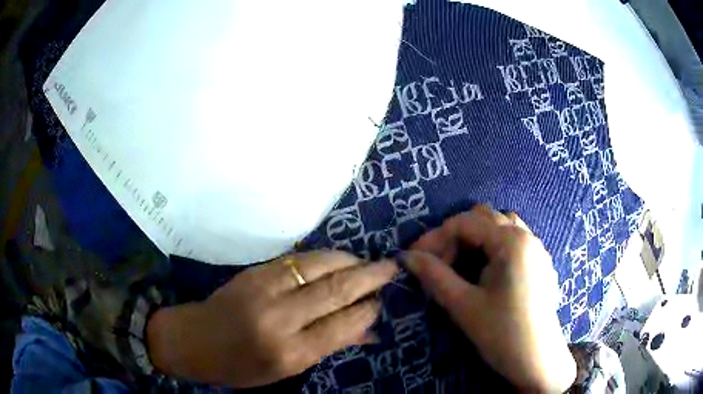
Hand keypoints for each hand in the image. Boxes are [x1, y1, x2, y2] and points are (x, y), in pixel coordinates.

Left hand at [147, 251, 397, 387]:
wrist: (194, 340)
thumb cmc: (242, 366)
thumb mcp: (286, 370)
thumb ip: (329, 347)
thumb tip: (370, 331)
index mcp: (289, 352)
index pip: (342, 325)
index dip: (368, 310)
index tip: (382, 302)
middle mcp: (279, 318)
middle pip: (335, 290)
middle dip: (370, 277)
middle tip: (392, 267)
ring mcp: (264, 289)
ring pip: (319, 266)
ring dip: (349, 261)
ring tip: (368, 262)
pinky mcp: (254, 272)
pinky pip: (298, 259)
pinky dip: (324, 256)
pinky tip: (337, 258)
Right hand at [403, 206, 575, 391]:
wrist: (537, 361)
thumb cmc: (502, 334)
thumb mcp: (464, 306)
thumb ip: (434, 276)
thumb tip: (406, 257)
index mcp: (511, 241)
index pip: (465, 223)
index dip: (435, 237)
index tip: (413, 258)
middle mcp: (527, 236)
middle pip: (484, 218)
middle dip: (455, 237)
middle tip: (437, 263)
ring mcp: (537, 249)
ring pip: (500, 227)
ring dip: (475, 240)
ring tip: (460, 265)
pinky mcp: (540, 264)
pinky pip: (513, 242)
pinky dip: (493, 248)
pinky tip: (485, 273)